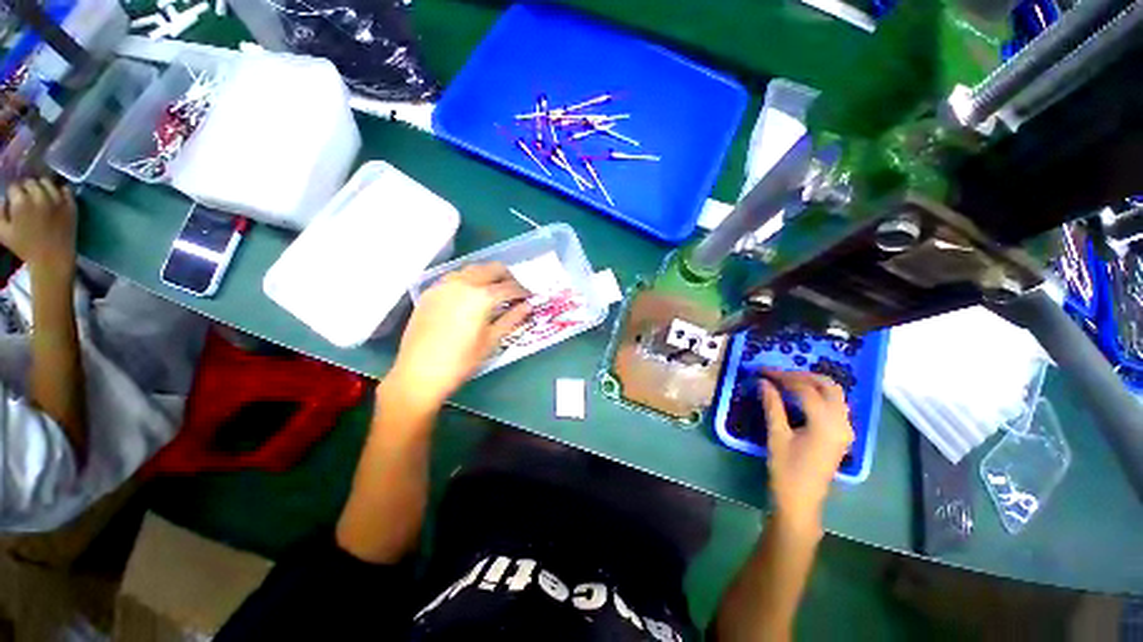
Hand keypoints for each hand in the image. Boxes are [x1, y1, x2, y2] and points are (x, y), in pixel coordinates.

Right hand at [0, 178, 76, 276]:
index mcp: (21, 202)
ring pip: (47, 182)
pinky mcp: (71, 205)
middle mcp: (40, 197)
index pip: (14, 186)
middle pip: (31, 182)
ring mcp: (57, 200)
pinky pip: (65, 188)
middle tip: (27, 199)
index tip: (15, 201)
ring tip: (40, 197)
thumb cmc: (25, 247)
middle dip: (27, 189)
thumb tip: (4, 198)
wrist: (53, 259)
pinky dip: (59, 190)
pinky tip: (54, 197)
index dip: (13, 193)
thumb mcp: (3, 231)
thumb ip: (0, 212)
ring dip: (42, 187)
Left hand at [386, 263, 530, 412]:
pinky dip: (469, 280)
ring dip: (488, 276)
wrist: (418, 372)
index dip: (523, 292)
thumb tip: (527, 307)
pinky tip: (471, 296)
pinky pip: (455, 277)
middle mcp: (463, 282)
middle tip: (514, 293)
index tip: (530, 298)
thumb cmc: (461, 361)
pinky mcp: (431, 291)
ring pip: (473, 269)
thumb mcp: (491, 341)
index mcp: (482, 296)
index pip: (510, 287)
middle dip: (508, 278)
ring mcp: (444, 284)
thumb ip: (511, 319)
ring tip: (494, 292)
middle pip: (493, 268)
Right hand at [760, 370, 853, 532]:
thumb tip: (763, 382)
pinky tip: (802, 396)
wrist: (801, 502)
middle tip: (777, 374)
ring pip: (835, 395)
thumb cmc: (786, 470)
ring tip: (787, 382)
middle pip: (828, 386)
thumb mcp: (776, 436)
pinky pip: (835, 405)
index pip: (805, 389)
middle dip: (802, 375)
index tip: (762, 372)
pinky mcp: (842, 435)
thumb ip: (772, 405)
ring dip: (813, 383)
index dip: (782, 377)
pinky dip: (820, 394)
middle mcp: (842, 423)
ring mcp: (845, 430)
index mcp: (826, 424)